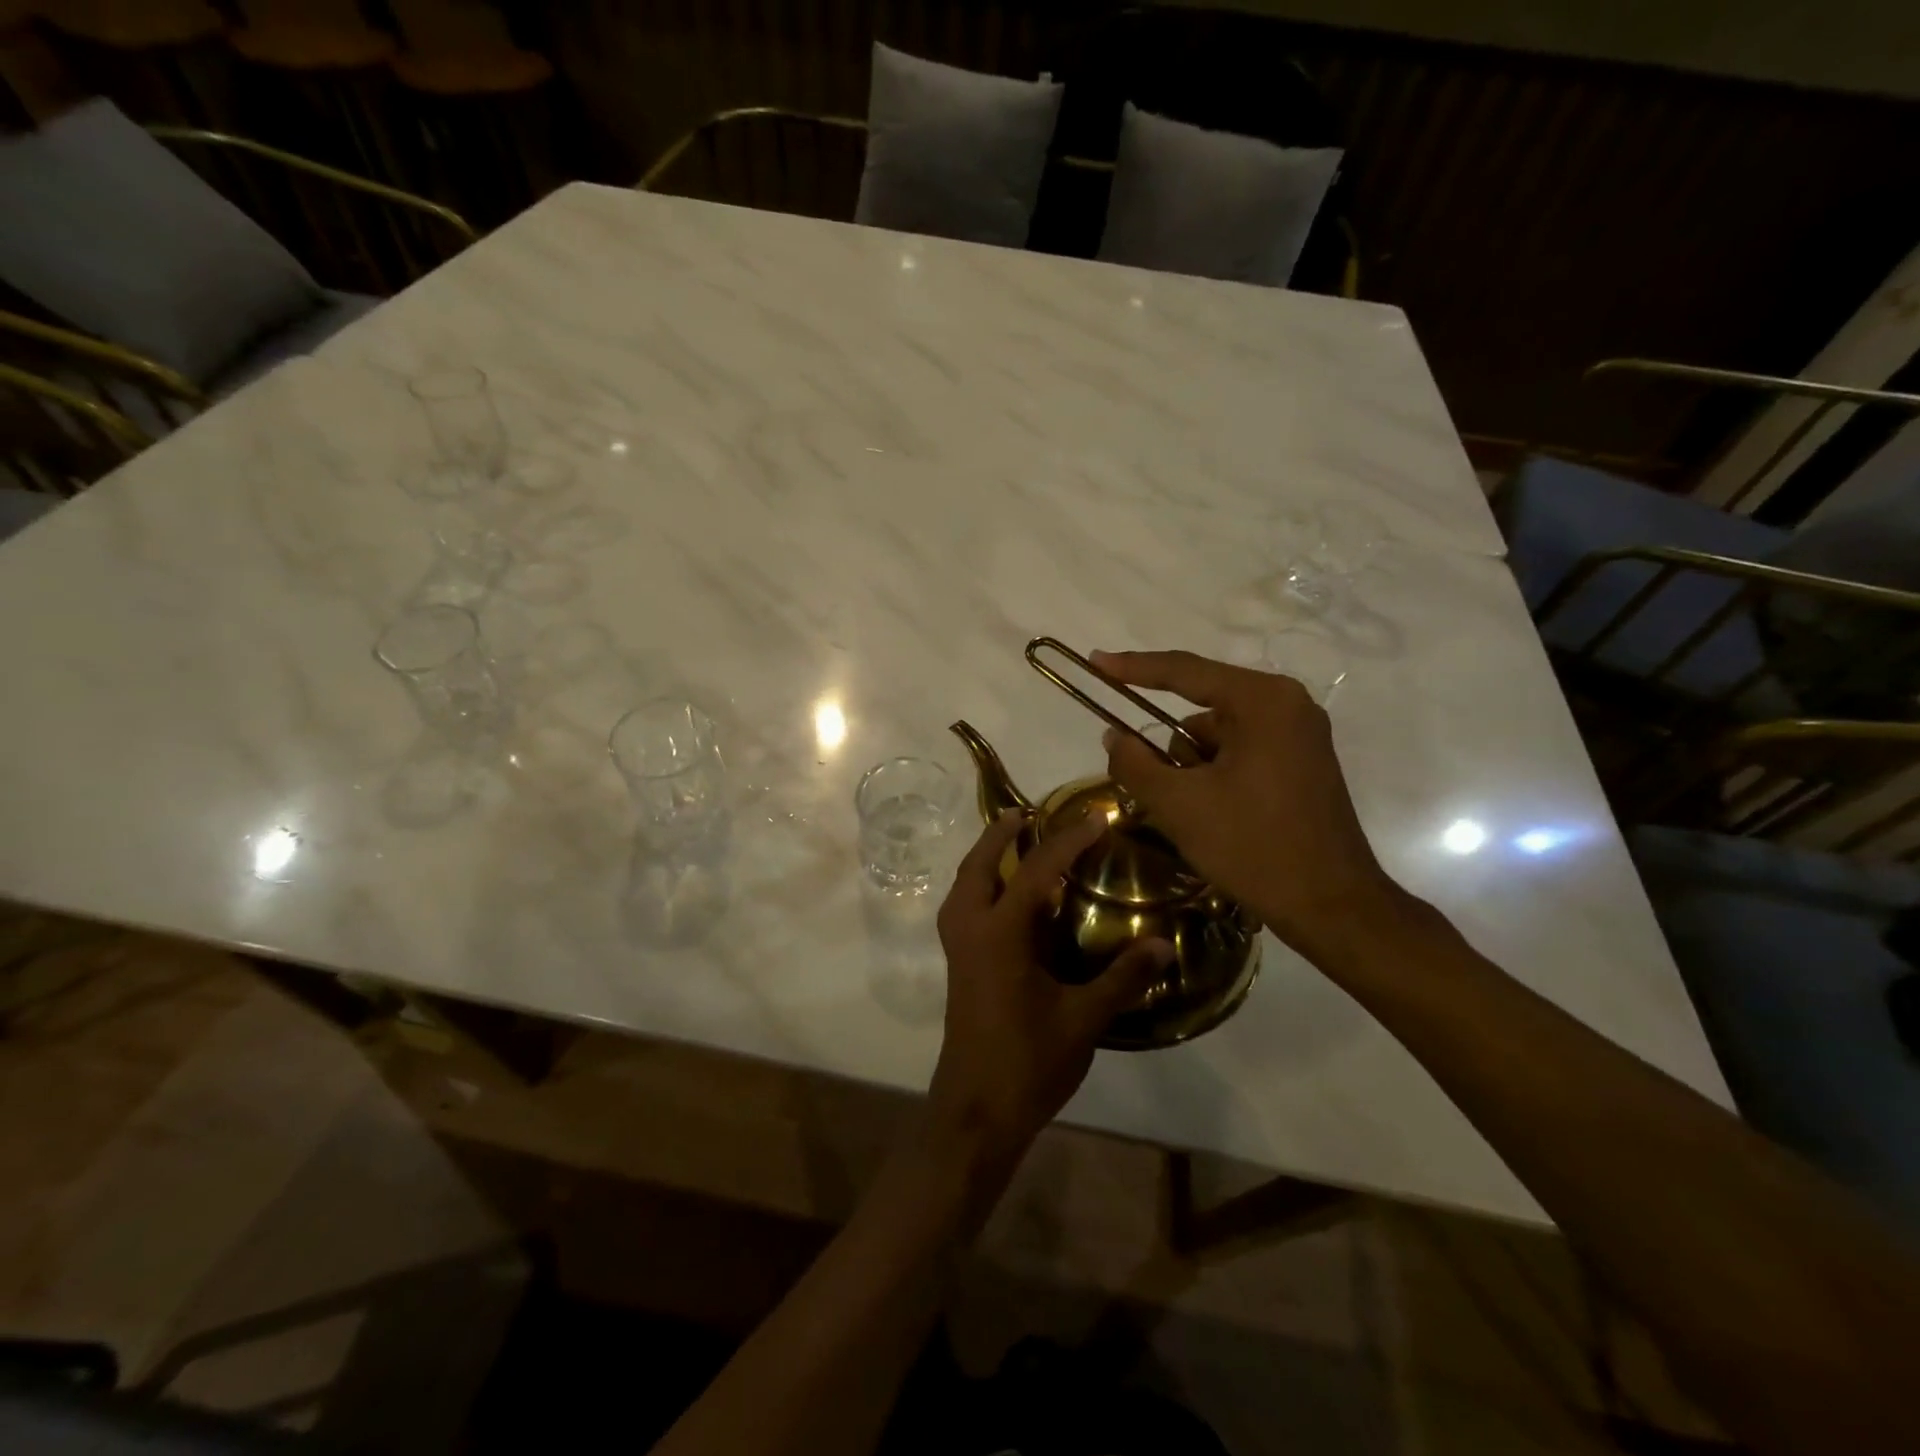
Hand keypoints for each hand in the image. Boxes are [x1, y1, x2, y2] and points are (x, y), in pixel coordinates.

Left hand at [929, 811, 1174, 1154]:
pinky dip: (982, 884)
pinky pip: (964, 906)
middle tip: (1027, 813)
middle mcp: (970, 929)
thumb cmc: (1028, 1062)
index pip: (1036, 870)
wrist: (976, 1111)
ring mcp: (958, 948)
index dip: (1068, 841)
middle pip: (978, 865)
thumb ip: (1122, 978)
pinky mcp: (958, 965)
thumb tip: (1164, 943)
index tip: (1095, 818)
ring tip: (1013, 842)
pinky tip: (1008, 897)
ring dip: (986, 857)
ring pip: (964, 884)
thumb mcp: (1083, 1019)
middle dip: (1000, 834)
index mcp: (999, 933)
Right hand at [1091, 648, 1406, 964]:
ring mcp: (1299, 734)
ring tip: (1196, 815)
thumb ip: (1135, 763)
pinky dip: (1216, 776)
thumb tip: (1113, 736)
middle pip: (1202, 708)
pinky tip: (1217, 817)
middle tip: (1159, 789)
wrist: (1332, 906)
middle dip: (1172, 749)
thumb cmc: (1254, 846)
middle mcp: (1287, 705)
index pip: (1184, 672)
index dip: (1133, 667)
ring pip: (1218, 736)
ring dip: (1193, 767)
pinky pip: (1241, 752)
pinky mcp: (1303, 762)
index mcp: (1262, 701)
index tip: (1095, 662)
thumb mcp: (1179, 805)